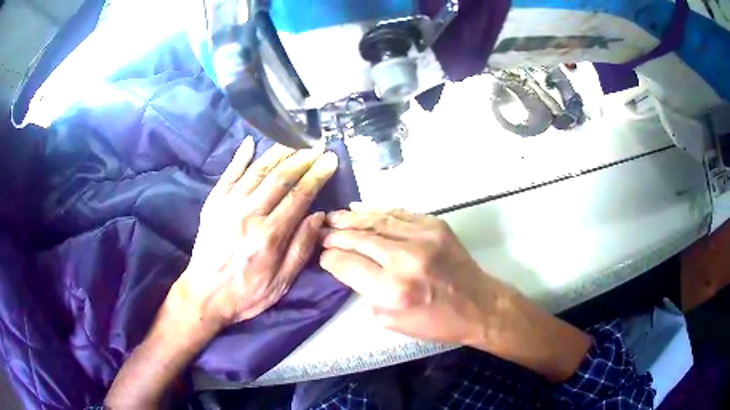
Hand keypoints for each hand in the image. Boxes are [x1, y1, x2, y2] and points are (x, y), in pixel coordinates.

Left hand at [106, 139, 338, 408]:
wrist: (204, 295)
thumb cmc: (246, 293)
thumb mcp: (282, 281)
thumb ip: (301, 248)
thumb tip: (318, 217)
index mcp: (270, 235)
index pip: (299, 196)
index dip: (317, 176)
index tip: (330, 161)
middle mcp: (250, 214)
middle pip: (280, 178)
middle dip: (302, 159)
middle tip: (317, 147)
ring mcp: (228, 206)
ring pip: (257, 171)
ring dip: (278, 152)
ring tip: (294, 141)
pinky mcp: (213, 203)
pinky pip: (228, 174)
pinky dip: (240, 157)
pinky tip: (251, 142)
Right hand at [320, 207, 501, 345]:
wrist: (478, 304)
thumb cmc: (435, 321)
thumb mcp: (390, 320)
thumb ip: (366, 292)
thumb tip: (349, 266)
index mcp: (392, 290)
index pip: (347, 264)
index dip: (329, 258)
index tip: (323, 255)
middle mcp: (405, 259)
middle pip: (358, 238)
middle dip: (335, 234)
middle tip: (321, 231)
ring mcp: (422, 237)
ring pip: (376, 221)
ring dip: (351, 218)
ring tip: (333, 216)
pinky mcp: (435, 225)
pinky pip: (398, 213)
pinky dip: (377, 211)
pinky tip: (360, 209)